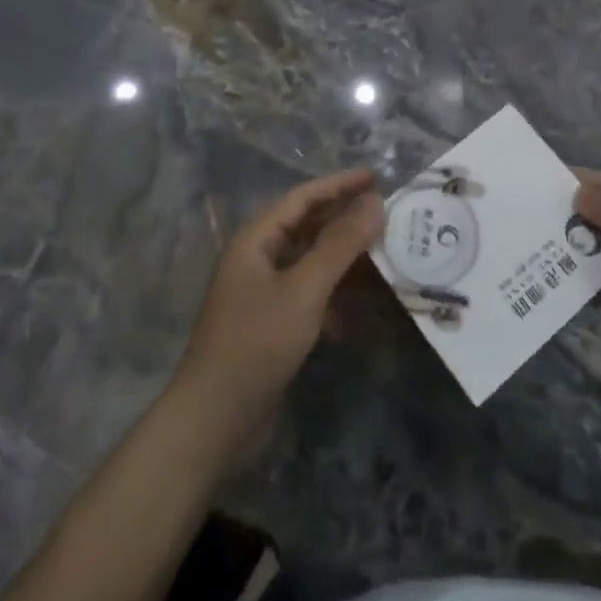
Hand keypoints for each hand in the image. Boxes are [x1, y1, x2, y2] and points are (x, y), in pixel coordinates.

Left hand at [175, 169, 384, 445]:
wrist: (215, 422)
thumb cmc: (256, 343)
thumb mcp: (303, 289)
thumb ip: (340, 244)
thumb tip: (374, 201)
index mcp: (255, 240)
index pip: (302, 198)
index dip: (339, 185)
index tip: (376, 177)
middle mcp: (257, 260)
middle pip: (306, 227)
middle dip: (344, 218)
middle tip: (386, 213)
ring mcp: (263, 294)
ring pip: (310, 262)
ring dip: (344, 258)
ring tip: (383, 253)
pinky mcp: (273, 326)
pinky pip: (310, 296)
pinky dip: (335, 296)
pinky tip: (362, 309)